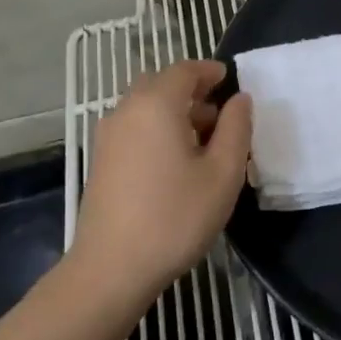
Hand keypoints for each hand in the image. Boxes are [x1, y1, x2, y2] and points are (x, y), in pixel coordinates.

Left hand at [72, 61, 253, 298]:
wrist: (111, 269)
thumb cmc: (175, 217)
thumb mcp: (222, 173)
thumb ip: (236, 128)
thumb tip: (240, 99)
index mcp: (156, 104)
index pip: (184, 70)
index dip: (209, 71)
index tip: (230, 80)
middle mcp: (127, 110)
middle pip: (161, 84)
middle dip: (191, 91)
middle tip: (220, 112)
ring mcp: (108, 136)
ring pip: (145, 106)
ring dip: (174, 111)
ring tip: (203, 141)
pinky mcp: (100, 160)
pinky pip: (134, 127)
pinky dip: (156, 128)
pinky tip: (176, 162)